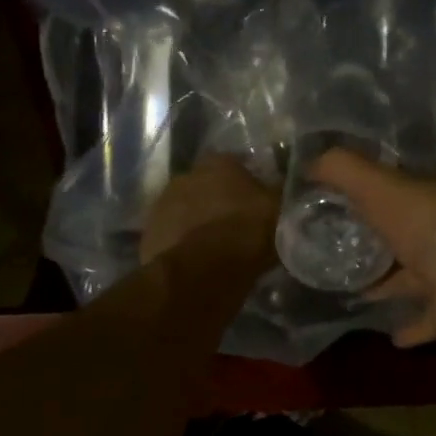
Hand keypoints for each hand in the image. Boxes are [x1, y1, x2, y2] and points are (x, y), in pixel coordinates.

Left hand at [140, 156, 278, 265]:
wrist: (203, 272)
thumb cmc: (247, 232)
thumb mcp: (279, 210)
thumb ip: (279, 192)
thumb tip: (287, 185)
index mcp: (218, 163)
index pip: (235, 164)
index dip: (246, 183)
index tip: (256, 201)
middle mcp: (186, 175)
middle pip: (206, 186)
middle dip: (218, 201)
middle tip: (236, 224)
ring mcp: (161, 205)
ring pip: (186, 211)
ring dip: (198, 222)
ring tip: (216, 247)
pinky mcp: (148, 235)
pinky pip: (172, 236)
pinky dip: (183, 244)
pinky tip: (197, 262)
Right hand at [310, 149, 435, 349]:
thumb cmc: (433, 228)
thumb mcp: (381, 187)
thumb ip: (344, 170)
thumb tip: (311, 162)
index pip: (407, 180)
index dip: (377, 184)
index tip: (342, 197)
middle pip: (412, 228)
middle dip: (383, 235)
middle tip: (340, 245)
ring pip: (419, 274)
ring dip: (392, 282)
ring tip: (355, 290)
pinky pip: (428, 319)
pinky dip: (411, 326)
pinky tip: (389, 334)